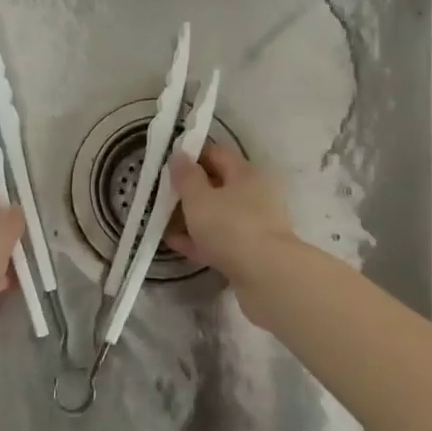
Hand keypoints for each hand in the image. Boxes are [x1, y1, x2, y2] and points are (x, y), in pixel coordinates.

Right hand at [167, 141, 298, 280]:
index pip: (218, 153)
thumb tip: (180, 154)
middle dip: (191, 188)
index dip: (193, 154)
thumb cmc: (230, 227)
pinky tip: (175, 242)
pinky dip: (199, 239)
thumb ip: (186, 176)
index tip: (169, 162)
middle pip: (219, 184)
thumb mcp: (199, 198)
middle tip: (163, 193)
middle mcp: (255, 194)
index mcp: (246, 173)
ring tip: (164, 219)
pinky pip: (220, 239)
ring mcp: (255, 225)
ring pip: (219, 214)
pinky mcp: (251, 252)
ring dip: (193, 216)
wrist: (267, 277)